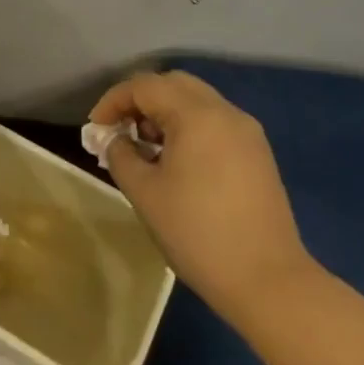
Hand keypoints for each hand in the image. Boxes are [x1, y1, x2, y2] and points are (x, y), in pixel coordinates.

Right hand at [90, 71, 316, 322]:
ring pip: (197, 102)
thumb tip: (112, 139)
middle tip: (121, 131)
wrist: (267, 280)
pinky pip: (215, 123)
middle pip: (173, 84)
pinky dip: (189, 128)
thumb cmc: (197, 232)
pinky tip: (177, 162)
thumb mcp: (144, 192)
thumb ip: (120, 155)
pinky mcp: (258, 154)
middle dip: (141, 101)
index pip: (145, 86)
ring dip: (165, 113)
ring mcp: (246, 132)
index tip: (96, 129)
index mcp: (196, 115)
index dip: (114, 101)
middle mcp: (225, 112)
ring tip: (146, 149)